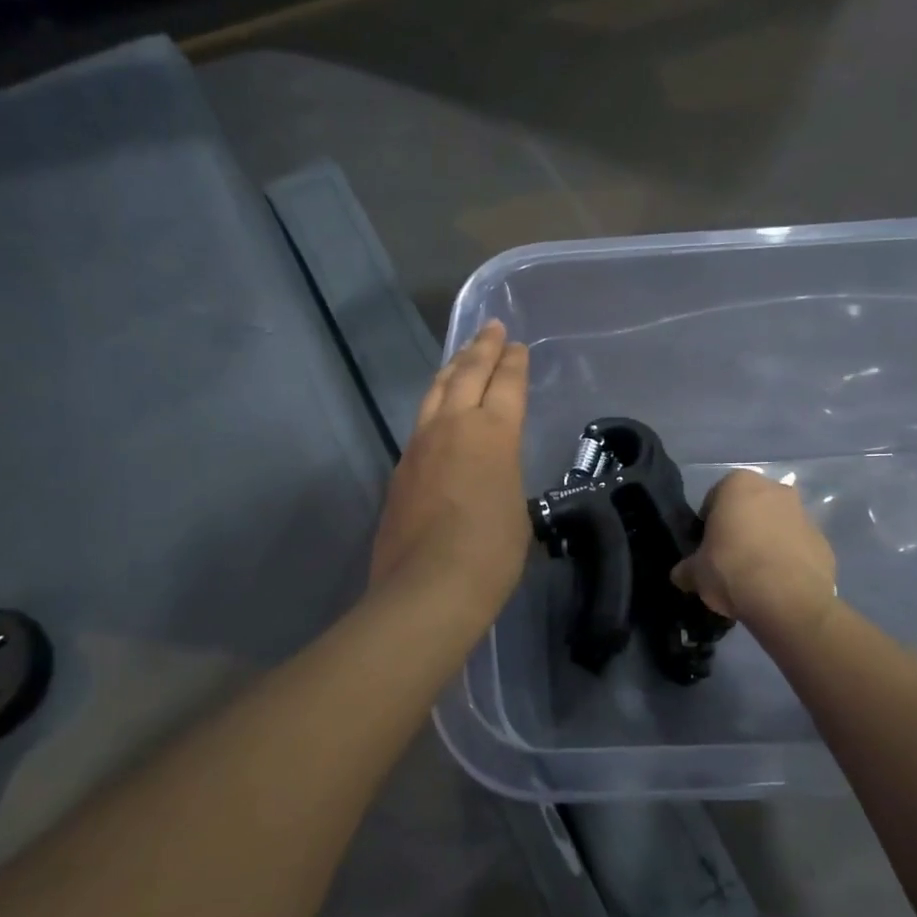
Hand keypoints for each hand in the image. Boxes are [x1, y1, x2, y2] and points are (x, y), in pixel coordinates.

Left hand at [371, 321, 531, 622]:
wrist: (428, 588)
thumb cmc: (491, 553)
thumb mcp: (516, 509)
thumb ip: (504, 477)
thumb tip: (490, 475)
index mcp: (493, 433)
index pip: (506, 384)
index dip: (513, 362)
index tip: (516, 345)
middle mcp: (453, 427)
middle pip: (467, 374)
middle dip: (482, 349)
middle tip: (491, 328)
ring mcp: (420, 446)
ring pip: (436, 392)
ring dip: (452, 369)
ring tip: (461, 355)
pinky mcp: (400, 469)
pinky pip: (420, 422)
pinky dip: (434, 404)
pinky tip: (436, 410)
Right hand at [672, 469, 837, 633]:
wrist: (788, 600)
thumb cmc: (732, 570)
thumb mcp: (695, 573)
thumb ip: (686, 568)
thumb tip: (681, 575)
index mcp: (738, 484)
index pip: (714, 499)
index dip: (708, 524)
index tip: (706, 548)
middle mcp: (774, 489)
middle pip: (749, 508)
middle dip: (740, 528)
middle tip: (729, 559)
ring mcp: (804, 514)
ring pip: (776, 525)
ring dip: (766, 542)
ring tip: (755, 576)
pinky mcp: (823, 541)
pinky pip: (797, 547)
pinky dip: (788, 559)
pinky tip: (777, 584)